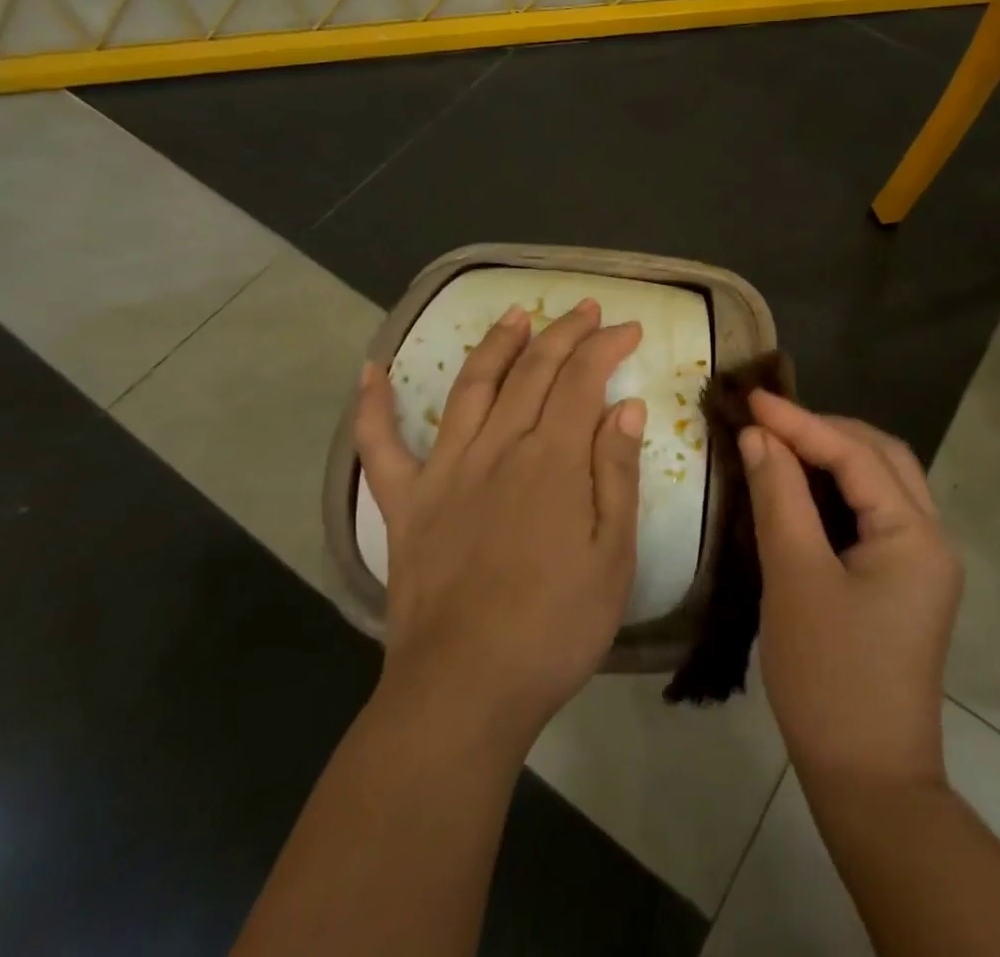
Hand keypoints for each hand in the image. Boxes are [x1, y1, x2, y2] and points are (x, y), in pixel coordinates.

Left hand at [352, 299, 645, 750]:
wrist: (465, 689)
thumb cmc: (554, 627)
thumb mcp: (611, 556)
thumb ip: (616, 474)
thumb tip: (625, 407)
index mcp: (551, 460)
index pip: (582, 380)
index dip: (606, 346)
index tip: (629, 327)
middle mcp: (497, 448)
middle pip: (532, 370)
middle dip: (563, 333)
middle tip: (585, 308)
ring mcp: (445, 471)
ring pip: (471, 387)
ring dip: (495, 344)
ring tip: (515, 314)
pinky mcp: (405, 502)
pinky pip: (380, 446)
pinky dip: (372, 406)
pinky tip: (370, 372)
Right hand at [740, 393, 961, 788]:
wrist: (868, 780)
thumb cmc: (828, 677)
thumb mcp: (794, 578)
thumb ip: (779, 496)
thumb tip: (760, 436)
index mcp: (914, 535)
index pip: (855, 455)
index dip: (801, 422)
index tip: (753, 400)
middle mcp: (931, 538)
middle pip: (882, 458)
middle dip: (826, 431)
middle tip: (772, 421)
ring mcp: (922, 562)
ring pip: (882, 483)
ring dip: (835, 456)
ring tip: (783, 443)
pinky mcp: (905, 582)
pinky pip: (875, 513)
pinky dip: (840, 490)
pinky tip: (803, 489)